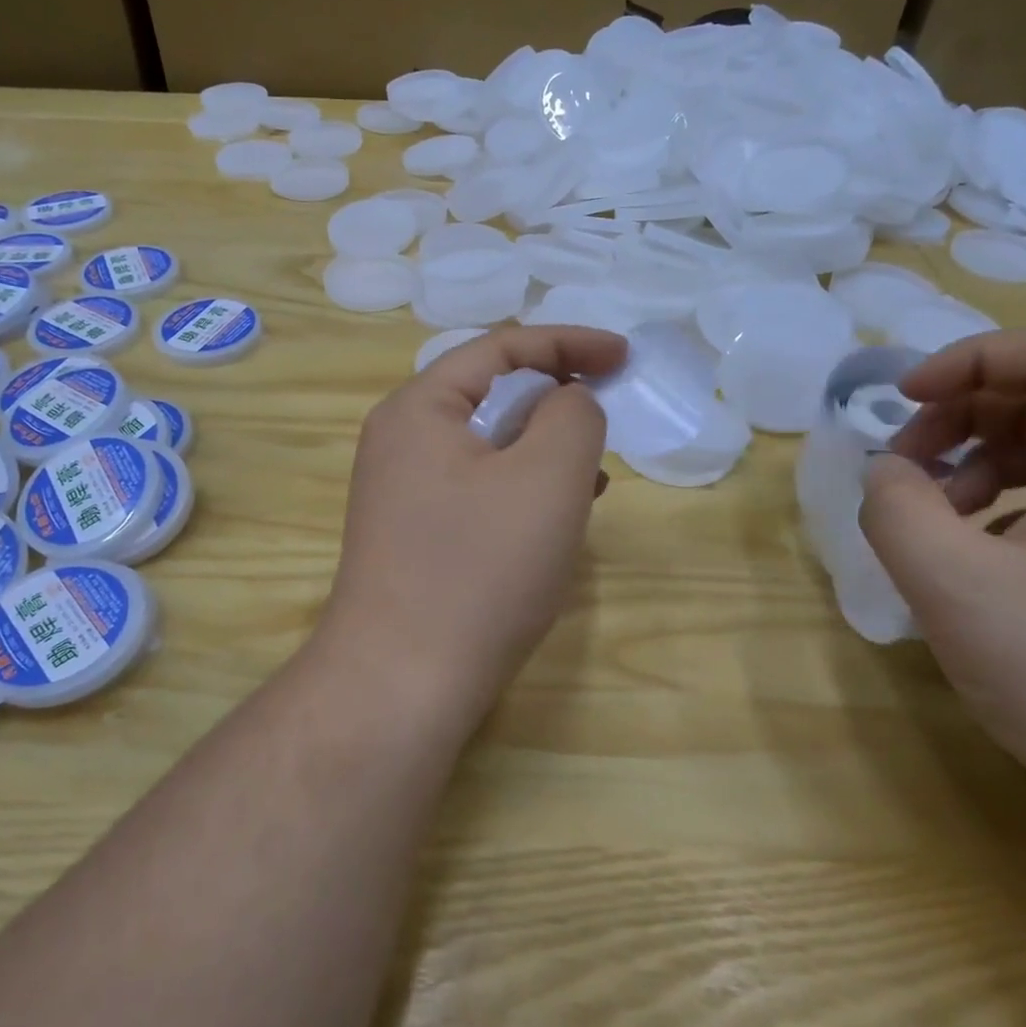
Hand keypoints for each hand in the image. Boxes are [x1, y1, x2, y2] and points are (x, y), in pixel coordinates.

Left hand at [321, 326, 626, 731]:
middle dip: (555, 398)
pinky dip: (522, 488)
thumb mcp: (546, 477)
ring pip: (488, 446)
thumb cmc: (478, 570)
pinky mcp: (413, 535)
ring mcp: (401, 491)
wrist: (401, 683)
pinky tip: (556, 515)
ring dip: (543, 448)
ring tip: (591, 474)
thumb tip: (568, 402)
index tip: (625, 358)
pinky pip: (478, 489)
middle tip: (605, 415)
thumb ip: (572, 416)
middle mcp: (400, 440)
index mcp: (420, 408)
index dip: (570, 343)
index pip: (501, 349)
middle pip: (490, 395)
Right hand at [858, 330, 1025, 852]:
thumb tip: (887, 474)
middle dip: (959, 420)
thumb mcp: (954, 586)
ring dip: (976, 469)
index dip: (963, 362)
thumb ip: (897, 510)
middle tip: (902, 469)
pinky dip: (1005, 513)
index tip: (899, 401)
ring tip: (931, 523)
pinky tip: (973, 565)